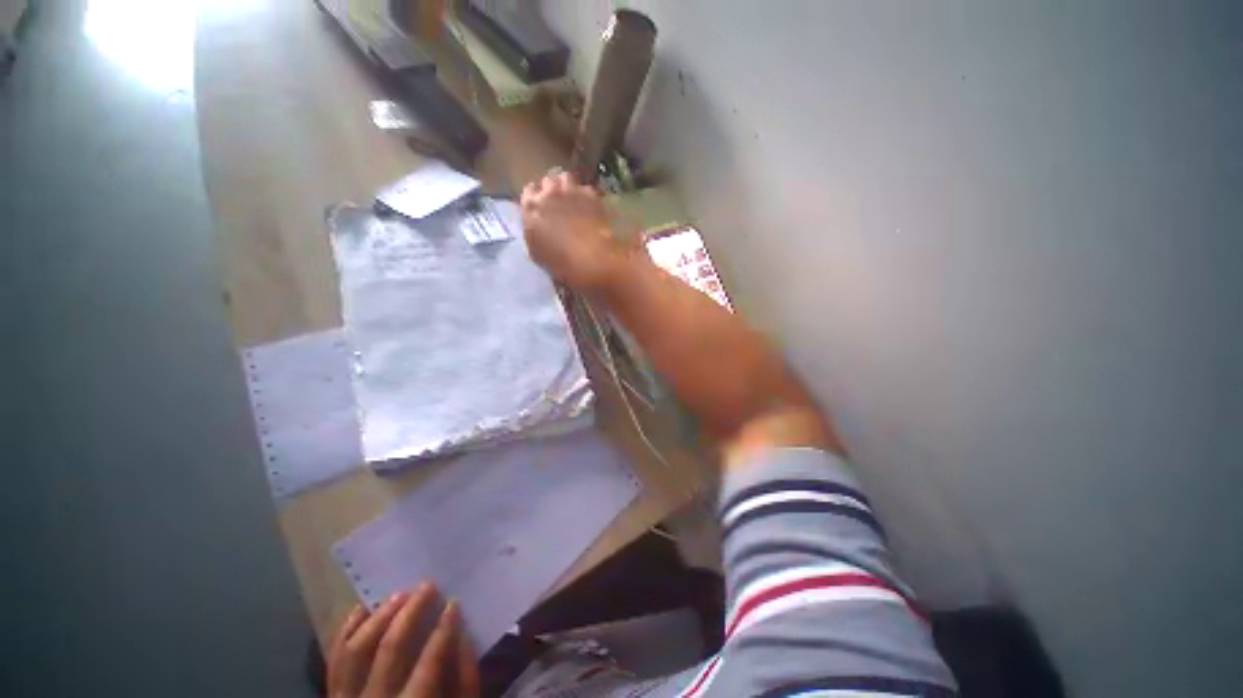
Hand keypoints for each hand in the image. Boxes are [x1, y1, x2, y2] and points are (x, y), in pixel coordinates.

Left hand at [327, 584, 479, 697]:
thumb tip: (463, 635)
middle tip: (428, 586)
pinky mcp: (334, 695)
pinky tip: (363, 608)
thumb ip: (465, 679)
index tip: (454, 603)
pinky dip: (346, 632)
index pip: (429, 662)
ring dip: (379, 617)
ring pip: (357, 650)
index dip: (444, 629)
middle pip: (390, 648)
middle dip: (411, 612)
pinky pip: (334, 660)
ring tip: (400, 594)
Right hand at [520, 172, 626, 290]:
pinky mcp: (592, 194)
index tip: (541, 208)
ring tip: (573, 200)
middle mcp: (549, 193)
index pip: (529, 192)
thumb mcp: (537, 254)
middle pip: (547, 182)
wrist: (592, 259)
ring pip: (565, 179)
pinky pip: (585, 189)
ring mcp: (571, 191)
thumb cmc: (561, 263)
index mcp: (531, 208)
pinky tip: (590, 207)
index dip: (535, 199)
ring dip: (567, 187)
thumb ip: (533, 233)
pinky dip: (586, 195)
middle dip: (551, 190)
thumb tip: (536, 228)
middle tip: (558, 204)